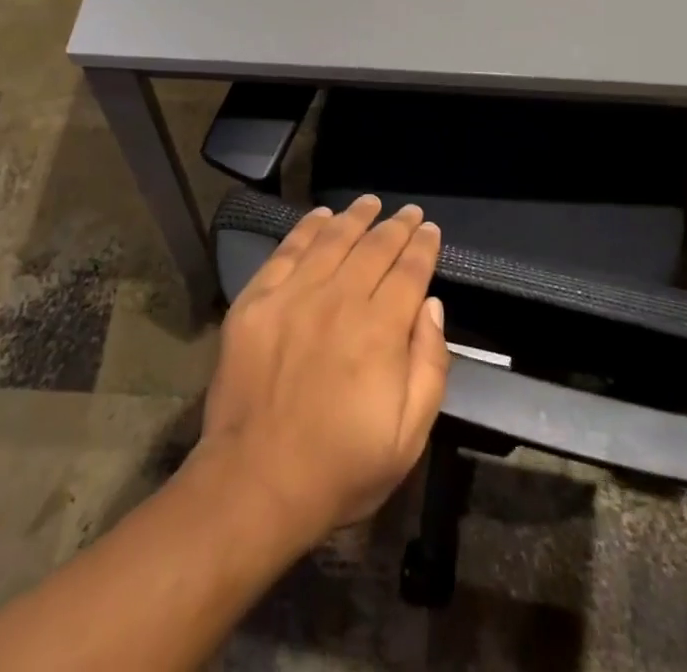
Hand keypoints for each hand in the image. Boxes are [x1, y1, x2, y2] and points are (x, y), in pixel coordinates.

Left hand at [195, 195, 449, 550]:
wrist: (255, 483)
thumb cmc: (340, 468)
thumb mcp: (408, 438)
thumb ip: (429, 366)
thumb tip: (431, 305)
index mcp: (379, 331)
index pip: (409, 272)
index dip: (423, 246)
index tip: (430, 229)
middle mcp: (339, 300)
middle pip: (374, 248)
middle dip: (396, 226)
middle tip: (409, 212)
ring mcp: (293, 295)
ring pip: (332, 240)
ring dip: (355, 217)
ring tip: (370, 203)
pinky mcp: (257, 300)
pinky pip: (287, 251)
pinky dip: (307, 229)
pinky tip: (320, 217)